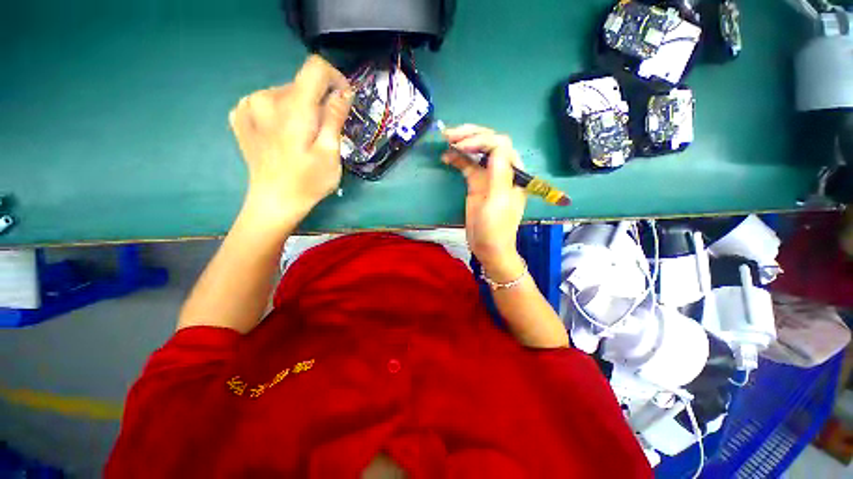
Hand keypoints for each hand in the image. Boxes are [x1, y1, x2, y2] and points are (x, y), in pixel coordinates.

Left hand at [229, 55, 352, 226]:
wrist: (274, 202)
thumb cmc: (308, 182)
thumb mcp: (330, 153)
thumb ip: (335, 118)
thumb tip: (343, 93)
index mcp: (292, 107)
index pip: (315, 68)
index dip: (335, 79)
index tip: (343, 101)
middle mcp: (265, 97)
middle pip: (301, 85)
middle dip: (319, 103)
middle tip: (324, 133)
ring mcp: (248, 106)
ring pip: (285, 94)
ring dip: (301, 110)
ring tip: (304, 138)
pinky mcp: (240, 116)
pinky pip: (269, 103)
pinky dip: (282, 114)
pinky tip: (283, 135)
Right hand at [442, 125, 526, 281]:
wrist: (488, 248)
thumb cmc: (496, 228)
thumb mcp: (498, 200)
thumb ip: (499, 171)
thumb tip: (496, 143)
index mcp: (513, 172)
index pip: (499, 144)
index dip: (480, 139)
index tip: (461, 146)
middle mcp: (502, 170)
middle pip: (488, 142)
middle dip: (470, 135)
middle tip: (449, 135)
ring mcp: (487, 176)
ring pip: (476, 152)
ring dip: (462, 143)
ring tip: (445, 140)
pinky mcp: (476, 184)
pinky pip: (467, 165)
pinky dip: (457, 159)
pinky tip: (446, 157)